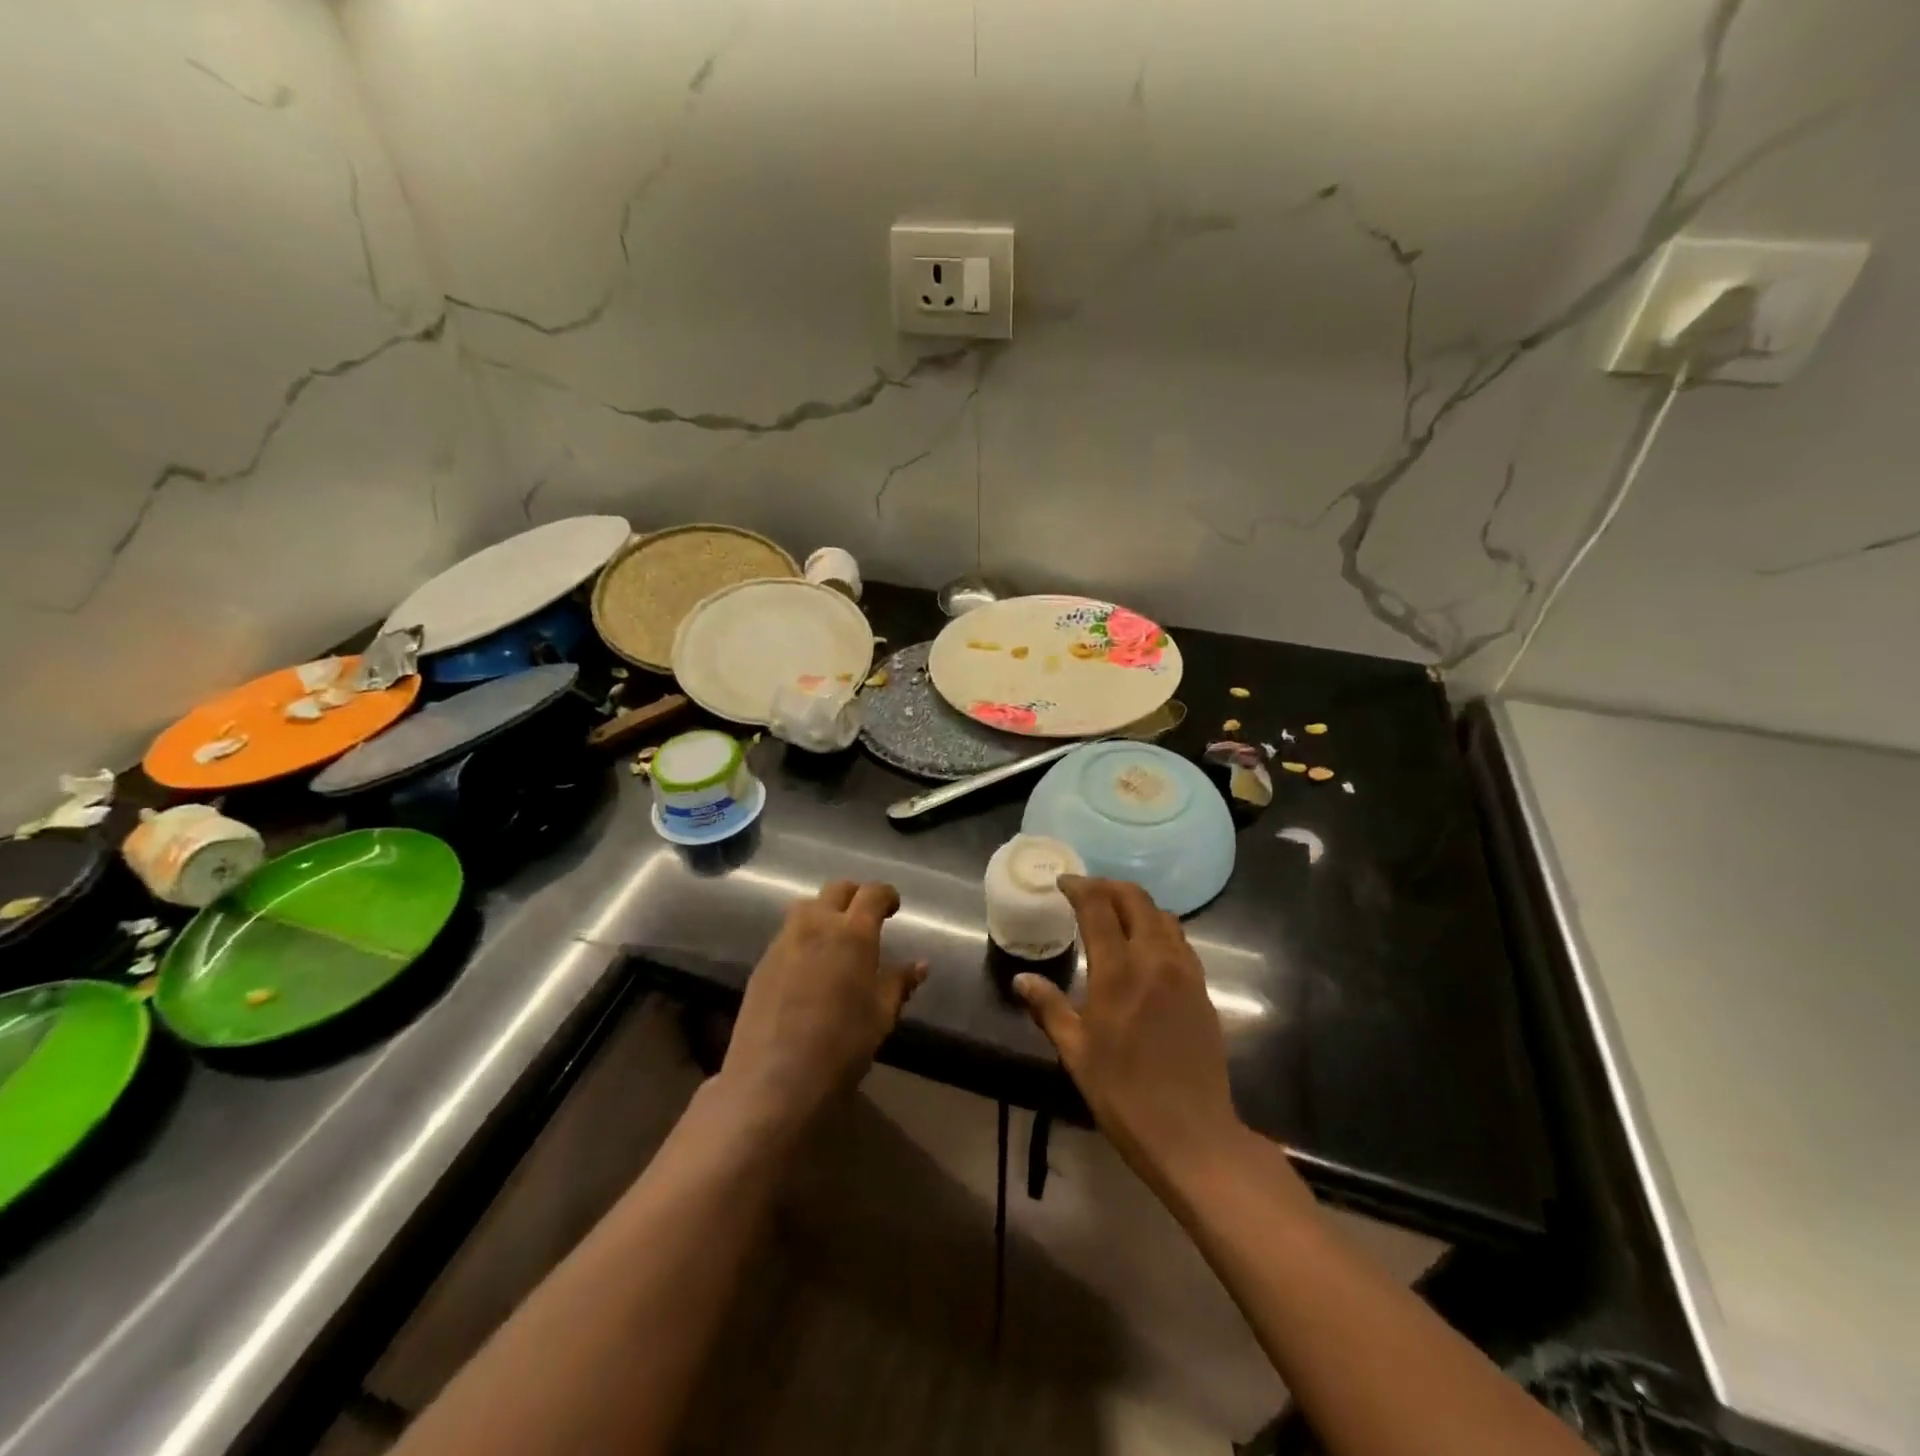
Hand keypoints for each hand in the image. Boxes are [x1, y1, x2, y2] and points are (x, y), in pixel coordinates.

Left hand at [719, 881, 926, 1133]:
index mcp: (853, 933)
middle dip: (855, 896)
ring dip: (825, 911)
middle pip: (836, 890)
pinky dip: (804, 936)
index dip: (886, 895)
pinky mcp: (762, 963)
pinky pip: (787, 934)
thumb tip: (920, 965)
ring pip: (806, 907)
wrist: (775, 1080)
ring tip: (835, 938)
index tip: (894, 908)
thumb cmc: (841, 1046)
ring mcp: (784, 942)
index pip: (872, 893)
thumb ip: (899, 983)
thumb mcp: (881, 1016)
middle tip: (866, 918)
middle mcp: (816, 925)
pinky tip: (810, 966)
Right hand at [1014, 876, 1247, 1195]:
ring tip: (1115, 913)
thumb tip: (1021, 980)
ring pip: (1163, 916)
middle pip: (1136, 900)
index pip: (1098, 908)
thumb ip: (1048, 1008)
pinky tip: (1145, 947)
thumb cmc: (1123, 1093)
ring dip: (1137, 904)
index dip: (1080, 888)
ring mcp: (1185, 973)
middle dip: (1109, 887)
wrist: (1192, 1134)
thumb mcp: (1075, 1052)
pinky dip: (1159, 928)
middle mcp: (1155, 960)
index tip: (1063, 883)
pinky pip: (1180, 941)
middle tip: (1087, 891)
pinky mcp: (1202, 990)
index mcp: (1119, 971)